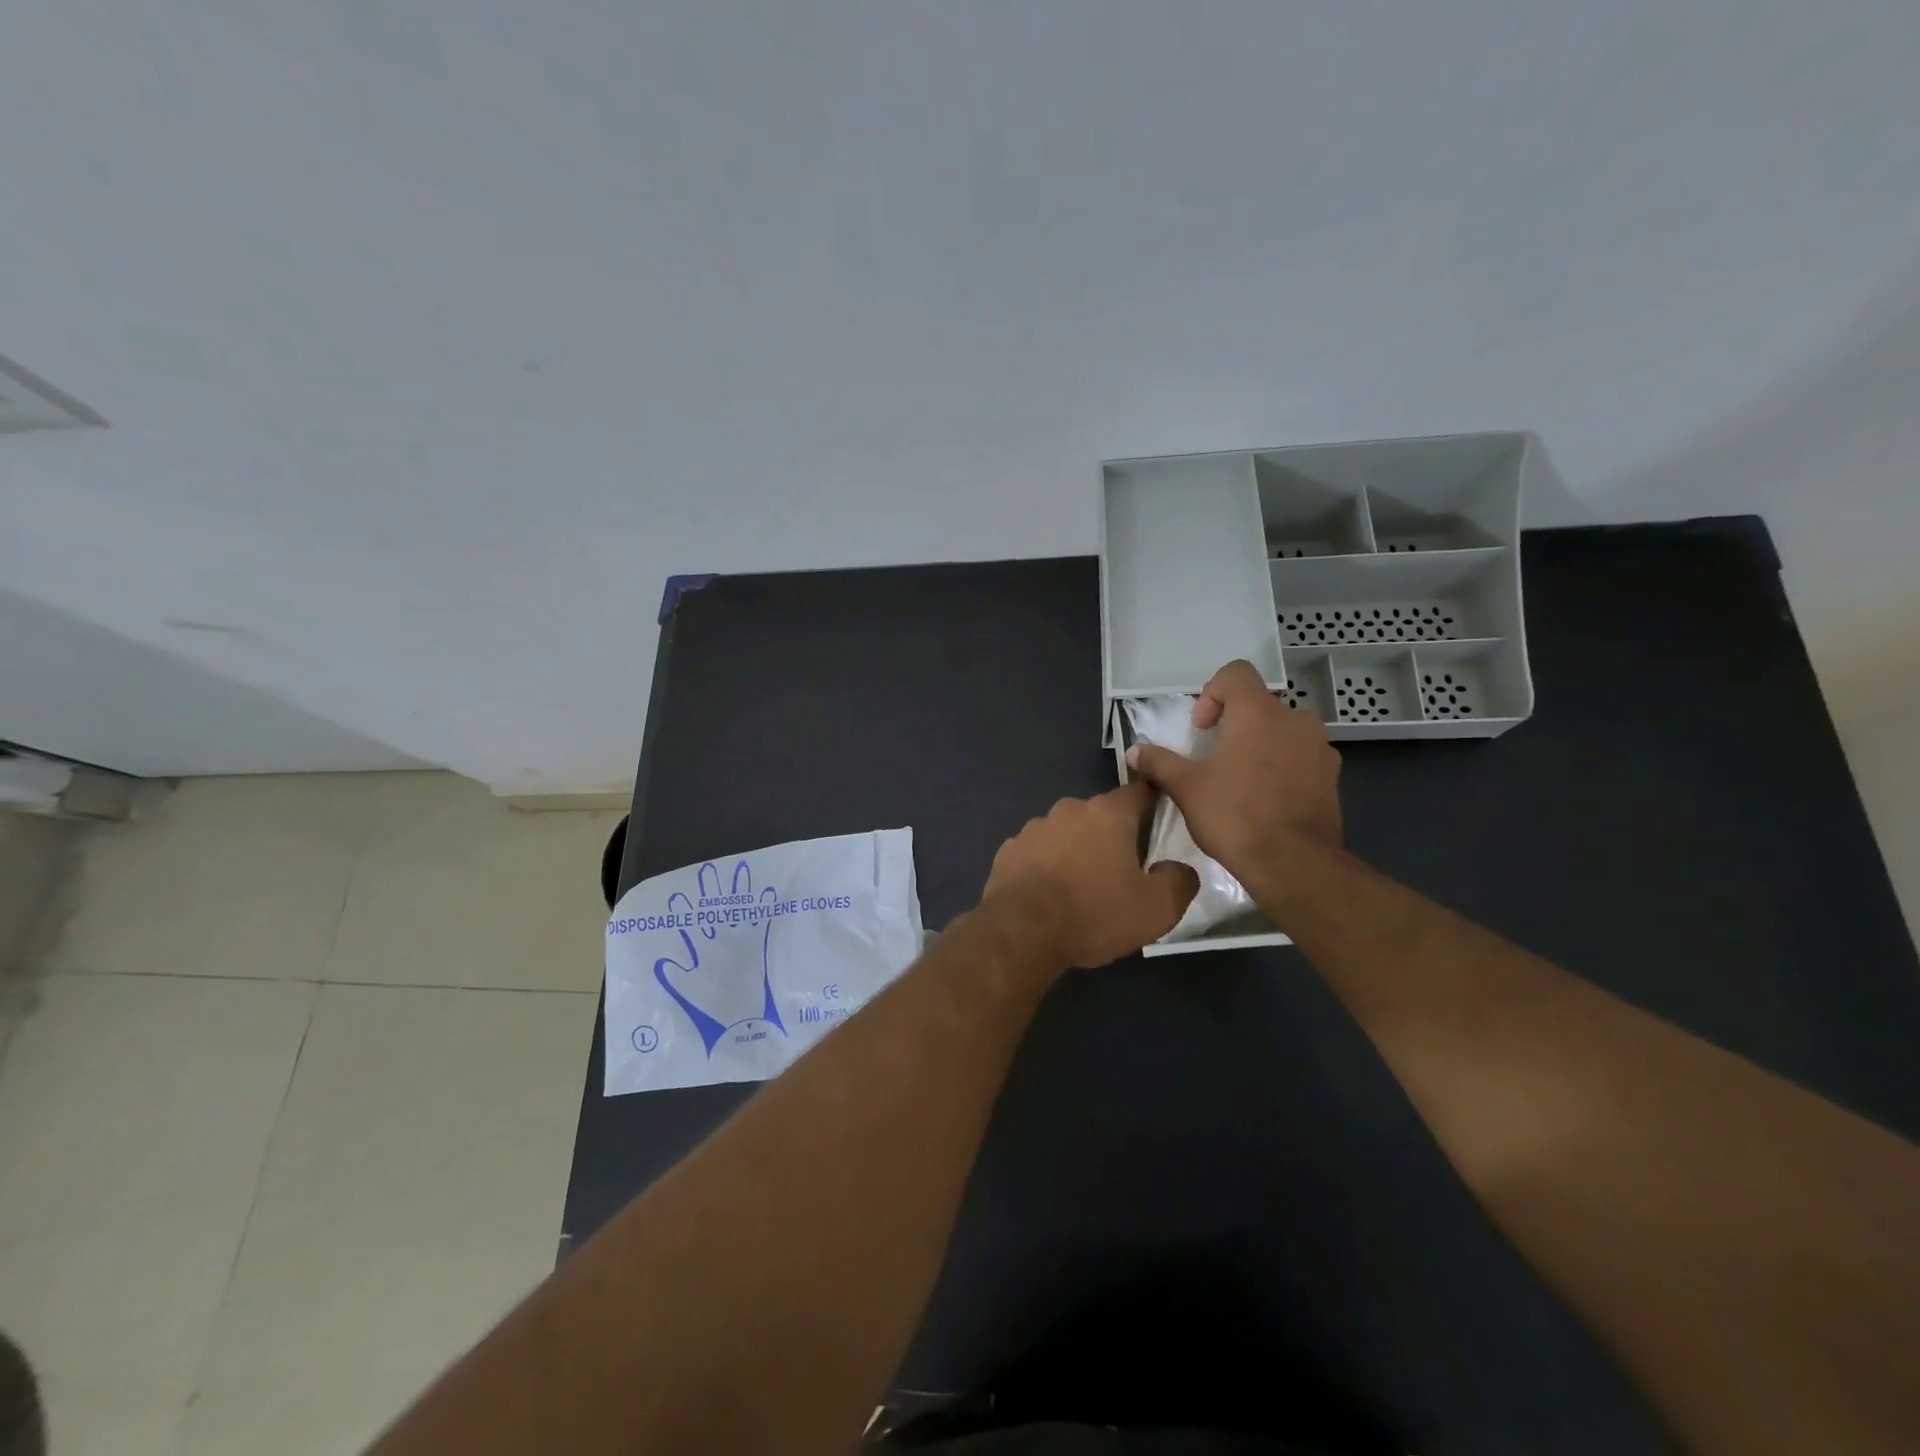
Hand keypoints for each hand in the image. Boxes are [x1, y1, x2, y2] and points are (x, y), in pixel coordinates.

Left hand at [982, 782, 1198, 968]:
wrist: (1022, 931)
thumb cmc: (1094, 913)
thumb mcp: (1156, 908)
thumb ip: (1179, 881)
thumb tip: (1178, 868)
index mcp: (1108, 814)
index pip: (1139, 792)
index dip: (1152, 803)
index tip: (1159, 821)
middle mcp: (1069, 809)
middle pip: (1100, 816)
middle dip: (1112, 837)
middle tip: (1121, 871)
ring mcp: (1034, 828)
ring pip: (1066, 833)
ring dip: (1076, 851)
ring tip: (1082, 888)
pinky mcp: (1009, 850)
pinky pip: (1038, 853)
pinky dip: (1046, 867)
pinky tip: (1049, 895)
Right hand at [1125, 659, 1342, 887]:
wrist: (1294, 863)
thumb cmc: (1234, 815)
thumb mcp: (1185, 788)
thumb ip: (1159, 762)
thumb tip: (1133, 752)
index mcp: (1258, 713)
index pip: (1236, 673)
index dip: (1212, 693)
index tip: (1201, 729)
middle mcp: (1295, 720)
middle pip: (1259, 705)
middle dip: (1235, 724)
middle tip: (1215, 757)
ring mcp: (1319, 748)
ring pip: (1283, 731)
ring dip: (1261, 745)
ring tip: (1241, 780)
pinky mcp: (1332, 777)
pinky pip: (1301, 757)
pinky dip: (1282, 767)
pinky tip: (1266, 799)